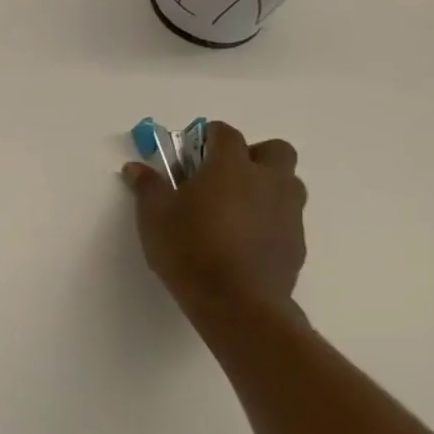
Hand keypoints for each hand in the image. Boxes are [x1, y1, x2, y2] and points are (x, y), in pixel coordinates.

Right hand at [122, 121, 306, 320]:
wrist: (235, 299)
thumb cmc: (188, 248)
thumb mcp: (154, 216)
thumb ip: (148, 187)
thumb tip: (136, 167)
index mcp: (230, 168)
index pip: (227, 134)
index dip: (209, 135)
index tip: (192, 147)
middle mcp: (267, 181)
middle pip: (274, 150)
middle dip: (252, 154)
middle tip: (223, 173)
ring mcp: (288, 211)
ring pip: (287, 182)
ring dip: (265, 184)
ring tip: (233, 206)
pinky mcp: (296, 239)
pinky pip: (286, 214)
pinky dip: (269, 215)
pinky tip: (243, 237)